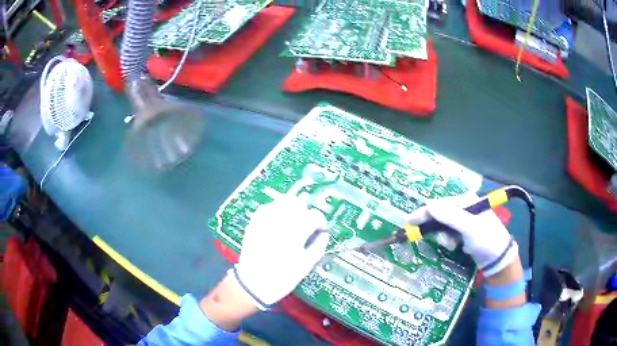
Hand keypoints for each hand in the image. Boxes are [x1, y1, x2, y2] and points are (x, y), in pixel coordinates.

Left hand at [230, 196, 328, 308]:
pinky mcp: (254, 223)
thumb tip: (323, 235)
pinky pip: (266, 208)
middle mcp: (281, 221)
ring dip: (290, 208)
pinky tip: (276, 222)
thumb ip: (318, 247)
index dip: (320, 222)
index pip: (314, 216)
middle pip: (297, 203)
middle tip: (305, 225)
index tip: (320, 230)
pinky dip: (274, 210)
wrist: (253, 284)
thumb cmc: (282, 277)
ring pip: (281, 201)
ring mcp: (265, 220)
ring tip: (291, 221)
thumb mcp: (306, 265)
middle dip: (305, 212)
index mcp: (296, 232)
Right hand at [408, 193, 517, 276]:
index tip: (409, 222)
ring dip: (443, 237)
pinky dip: (447, 240)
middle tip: (426, 238)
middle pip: (439, 215)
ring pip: (442, 226)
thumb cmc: (486, 239)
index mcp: (466, 200)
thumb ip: (450, 216)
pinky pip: (448, 233)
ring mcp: (463, 220)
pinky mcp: (462, 232)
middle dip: (435, 228)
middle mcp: (463, 207)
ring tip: (451, 245)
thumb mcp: (470, 228)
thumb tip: (427, 205)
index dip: (424, 213)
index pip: (440, 203)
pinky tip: (455, 246)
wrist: (497, 258)